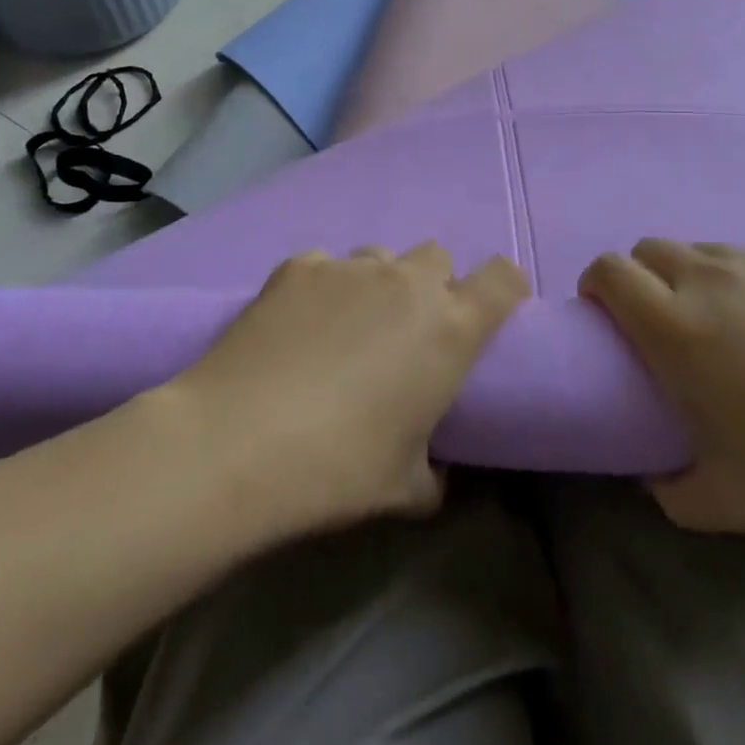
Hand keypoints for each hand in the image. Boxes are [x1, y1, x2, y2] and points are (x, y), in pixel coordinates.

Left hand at [172, 243, 528, 532]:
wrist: (240, 442)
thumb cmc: (340, 468)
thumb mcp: (407, 488)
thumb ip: (436, 471)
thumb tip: (436, 470)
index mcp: (450, 328)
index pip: (503, 278)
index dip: (504, 288)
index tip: (489, 312)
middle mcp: (407, 283)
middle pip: (437, 257)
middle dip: (431, 285)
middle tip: (406, 331)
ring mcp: (349, 267)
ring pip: (380, 257)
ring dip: (376, 284)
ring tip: (345, 327)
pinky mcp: (298, 266)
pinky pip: (324, 265)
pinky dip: (321, 287)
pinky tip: (297, 324)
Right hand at [580, 240, 744, 542]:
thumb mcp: (729, 502)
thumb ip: (668, 490)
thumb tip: (650, 473)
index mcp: (678, 326)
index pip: (608, 270)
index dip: (597, 287)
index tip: (610, 324)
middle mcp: (710, 278)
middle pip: (647, 249)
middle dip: (640, 280)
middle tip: (666, 331)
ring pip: (700, 251)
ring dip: (691, 279)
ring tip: (729, 331)